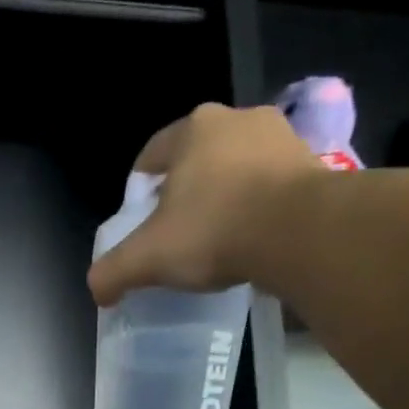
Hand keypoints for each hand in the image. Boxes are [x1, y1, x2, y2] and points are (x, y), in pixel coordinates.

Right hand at [87, 103, 318, 307]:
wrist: (298, 231)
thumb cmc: (214, 231)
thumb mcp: (149, 257)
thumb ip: (114, 272)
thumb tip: (96, 289)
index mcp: (192, 129)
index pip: (152, 156)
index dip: (140, 191)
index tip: (140, 223)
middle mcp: (236, 119)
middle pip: (196, 159)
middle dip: (185, 192)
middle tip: (179, 234)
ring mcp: (279, 137)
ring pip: (237, 169)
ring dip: (226, 196)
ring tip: (220, 238)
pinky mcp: (311, 163)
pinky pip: (271, 185)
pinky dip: (259, 207)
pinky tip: (254, 239)